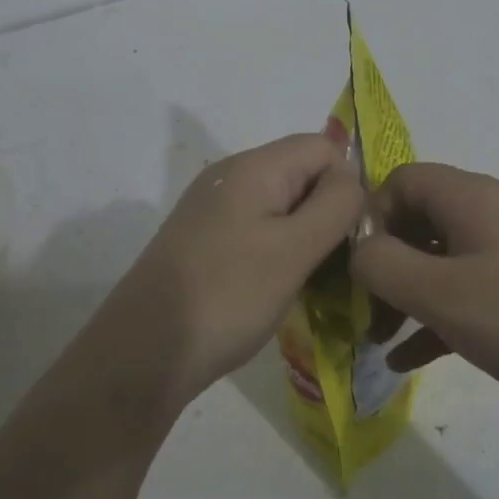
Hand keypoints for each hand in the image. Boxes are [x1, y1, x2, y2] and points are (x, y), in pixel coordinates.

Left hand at [97, 133, 363, 409]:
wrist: (144, 351)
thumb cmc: (228, 296)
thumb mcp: (294, 249)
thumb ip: (335, 205)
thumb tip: (351, 178)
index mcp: (255, 167)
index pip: (324, 147)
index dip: (349, 184)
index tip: (354, 236)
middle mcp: (231, 176)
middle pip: (303, 174)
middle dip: (329, 212)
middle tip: (338, 264)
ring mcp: (214, 209)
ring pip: (283, 206)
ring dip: (307, 237)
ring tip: (314, 281)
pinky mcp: (205, 240)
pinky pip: (259, 229)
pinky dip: (280, 251)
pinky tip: (281, 286)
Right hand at [351, 163, 498, 422]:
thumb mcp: (441, 294)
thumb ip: (382, 265)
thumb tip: (359, 250)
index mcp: (474, 197)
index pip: (402, 180)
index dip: (370, 217)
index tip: (359, 269)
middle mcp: (497, 212)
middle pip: (422, 220)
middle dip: (386, 265)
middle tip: (364, 313)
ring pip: (445, 261)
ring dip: (408, 296)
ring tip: (380, 341)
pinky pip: (473, 291)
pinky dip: (440, 317)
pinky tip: (412, 360)